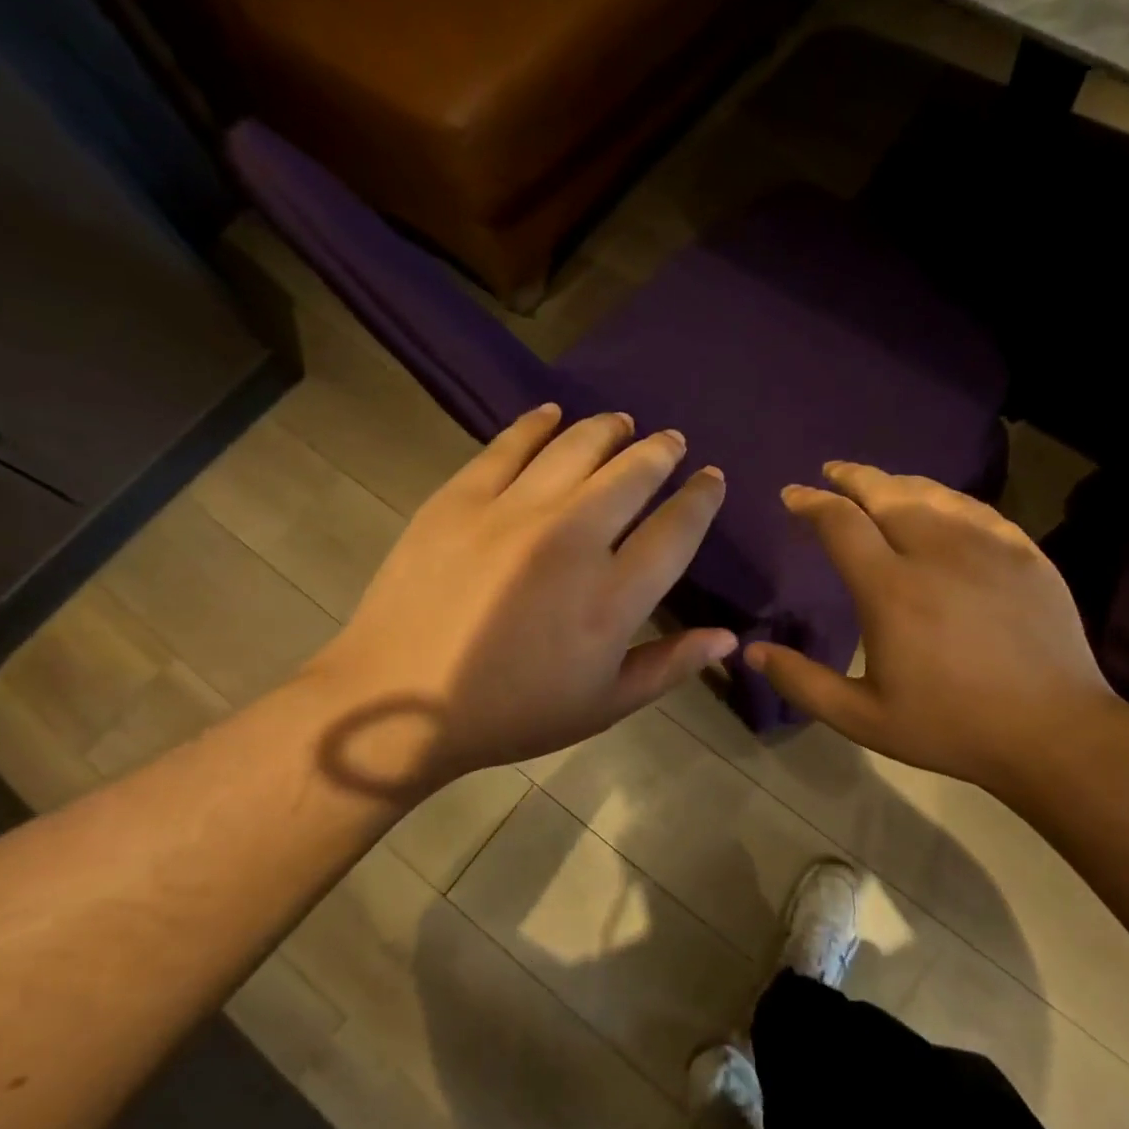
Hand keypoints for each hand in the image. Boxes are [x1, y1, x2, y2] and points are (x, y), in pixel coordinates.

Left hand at [302, 404, 733, 799]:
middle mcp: (572, 540)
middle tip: (671, 441)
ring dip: (608, 429)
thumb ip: (669, 665)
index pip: (676, 529)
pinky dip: (537, 424)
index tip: (711, 479)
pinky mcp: (460, 499)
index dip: (701, 498)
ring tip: (623, 423)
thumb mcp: (603, 705)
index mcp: (613, 596)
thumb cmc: (511, 713)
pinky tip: (552, 414)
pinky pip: (508, 445)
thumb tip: (728, 636)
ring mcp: (512, 512)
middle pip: (633, 474)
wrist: (399, 705)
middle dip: (661, 452)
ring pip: (576, 448)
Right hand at [745, 462, 1116, 791]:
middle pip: (886, 493)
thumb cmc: (951, 727)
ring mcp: (986, 546)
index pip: (840, 523)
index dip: (811, 503)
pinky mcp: (1024, 552)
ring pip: (932, 494)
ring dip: (896, 483)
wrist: (1053, 732)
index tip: (793, 495)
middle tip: (831, 472)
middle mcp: (935, 551)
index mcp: (890, 588)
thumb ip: (803, 682)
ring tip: (878, 484)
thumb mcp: (863, 718)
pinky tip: (940, 506)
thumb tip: (751, 652)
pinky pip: (976, 509)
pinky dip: (946, 499)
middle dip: (851, 477)